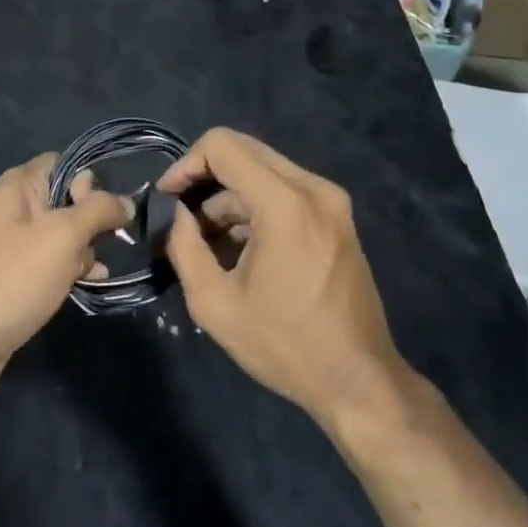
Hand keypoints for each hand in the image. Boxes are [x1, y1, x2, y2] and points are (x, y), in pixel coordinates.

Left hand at [0, 154, 130, 401]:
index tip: (102, 208)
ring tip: (99, 269)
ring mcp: (16, 246)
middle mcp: (15, 209)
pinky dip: (74, 269)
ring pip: (64, 235)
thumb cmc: (12, 278)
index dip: (88, 180)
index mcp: (18, 187)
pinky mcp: (19, 278)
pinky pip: (54, 263)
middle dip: (93, 218)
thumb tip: (126, 201)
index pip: (63, 163)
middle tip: (106, 242)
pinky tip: (93, 282)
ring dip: (87, 248)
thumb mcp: (62, 235)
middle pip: (67, 199)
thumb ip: (98, 210)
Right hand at [159, 129, 409, 427]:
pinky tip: (238, 247)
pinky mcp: (337, 217)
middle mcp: (313, 188)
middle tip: (181, 216)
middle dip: (204, 177)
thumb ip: (183, 245)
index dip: (185, 165)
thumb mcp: (214, 302)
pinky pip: (284, 190)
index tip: (168, 200)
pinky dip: (254, 206)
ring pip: (263, 170)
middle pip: (243, 150)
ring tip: (206, 241)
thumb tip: (174, 213)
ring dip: (228, 195)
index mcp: (285, 202)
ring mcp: (331, 201)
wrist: (359, 381)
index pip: (222, 145)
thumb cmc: (284, 345)